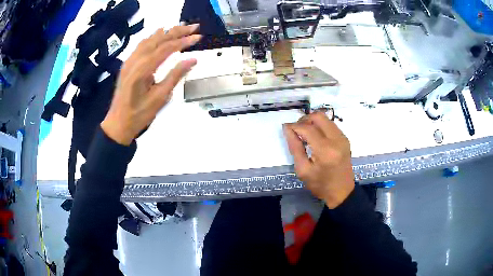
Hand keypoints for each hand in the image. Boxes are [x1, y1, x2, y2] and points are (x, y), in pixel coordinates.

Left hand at [101, 25, 201, 144]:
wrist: (118, 123)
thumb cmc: (139, 115)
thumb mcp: (160, 98)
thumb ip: (176, 76)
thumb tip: (192, 59)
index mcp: (142, 70)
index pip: (166, 48)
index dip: (183, 41)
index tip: (198, 37)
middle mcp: (135, 61)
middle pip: (158, 39)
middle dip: (177, 31)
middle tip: (194, 27)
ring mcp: (129, 61)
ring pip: (149, 39)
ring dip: (166, 32)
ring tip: (181, 27)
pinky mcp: (127, 64)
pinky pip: (141, 45)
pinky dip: (153, 37)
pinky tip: (159, 34)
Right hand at [283, 112, 354, 208]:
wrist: (341, 192)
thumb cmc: (320, 185)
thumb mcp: (303, 170)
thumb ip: (295, 147)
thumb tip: (287, 129)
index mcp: (325, 151)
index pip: (307, 129)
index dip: (294, 126)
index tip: (286, 128)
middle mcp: (337, 140)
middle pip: (318, 117)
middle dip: (304, 119)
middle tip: (296, 129)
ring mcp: (343, 138)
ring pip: (326, 118)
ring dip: (313, 121)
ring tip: (305, 133)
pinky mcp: (345, 139)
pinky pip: (331, 125)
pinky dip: (321, 126)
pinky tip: (316, 137)